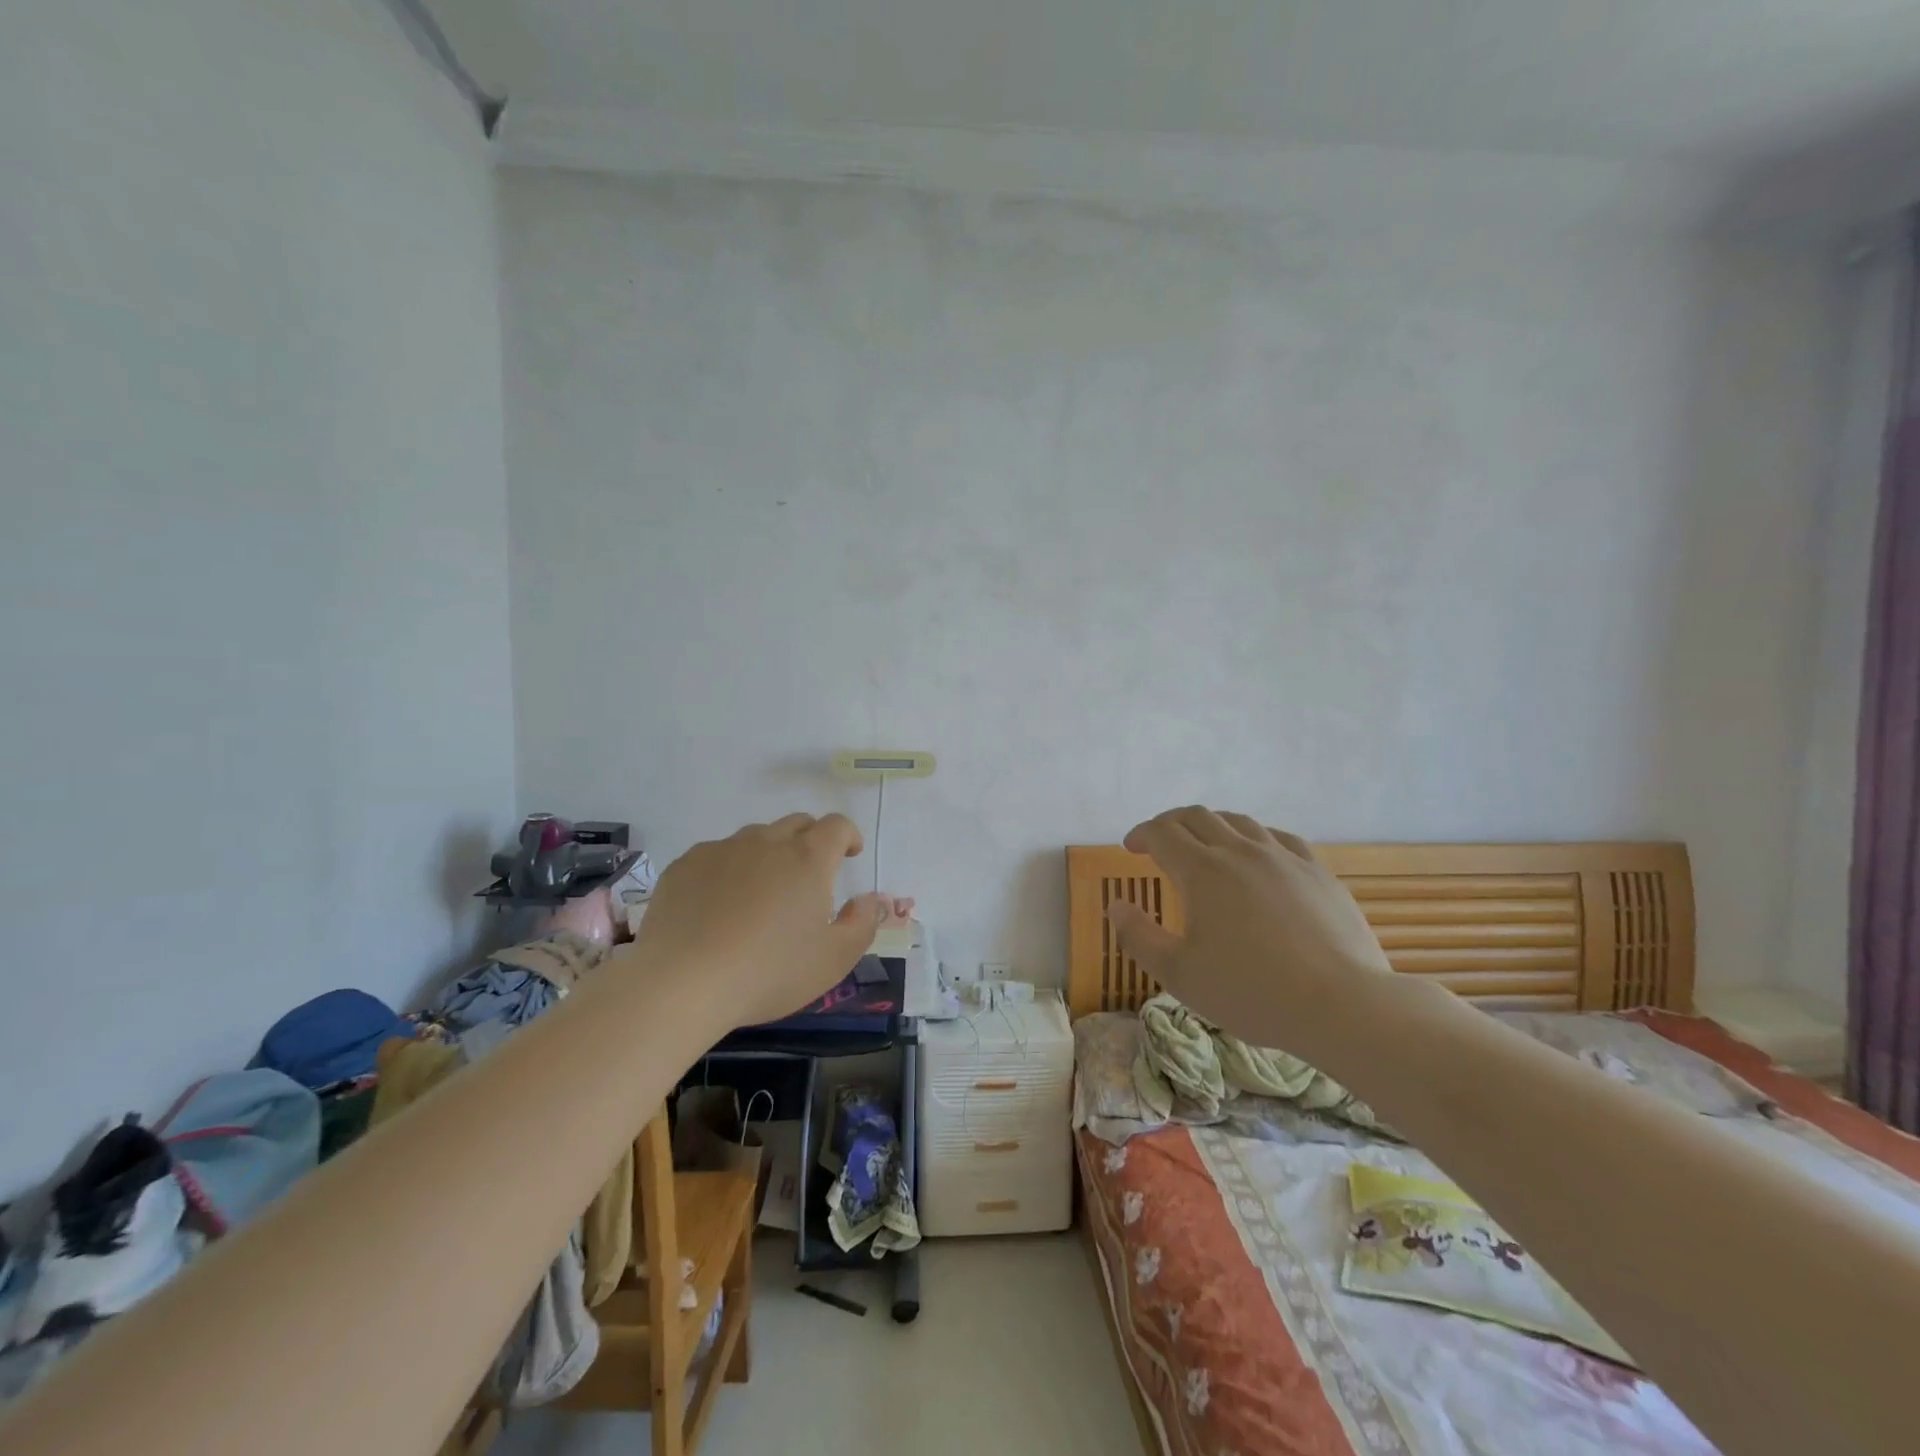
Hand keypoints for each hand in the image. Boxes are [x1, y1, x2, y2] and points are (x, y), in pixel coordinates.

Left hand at [634, 813, 887, 1028]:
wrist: (682, 983)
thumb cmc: (769, 972)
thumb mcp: (833, 960)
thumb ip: (861, 924)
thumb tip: (869, 899)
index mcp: (808, 859)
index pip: (837, 826)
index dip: (848, 835)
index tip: (850, 854)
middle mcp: (766, 842)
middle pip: (796, 823)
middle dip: (811, 839)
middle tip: (809, 874)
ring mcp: (722, 850)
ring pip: (755, 837)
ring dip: (769, 853)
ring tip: (762, 891)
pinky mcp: (685, 865)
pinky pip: (716, 854)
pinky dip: (728, 869)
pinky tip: (719, 904)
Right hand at [1105, 807, 1396, 1056]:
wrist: (1342, 1006)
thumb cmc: (1251, 992)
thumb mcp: (1179, 975)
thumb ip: (1139, 936)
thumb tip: (1116, 905)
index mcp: (1202, 871)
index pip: (1162, 833)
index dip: (1141, 834)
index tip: (1130, 847)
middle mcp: (1240, 851)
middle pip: (1197, 817)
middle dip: (1170, 823)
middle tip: (1159, 841)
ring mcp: (1283, 858)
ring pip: (1239, 821)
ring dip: (1211, 825)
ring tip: (1203, 843)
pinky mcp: (1317, 871)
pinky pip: (1278, 837)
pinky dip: (1254, 836)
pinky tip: (1256, 853)